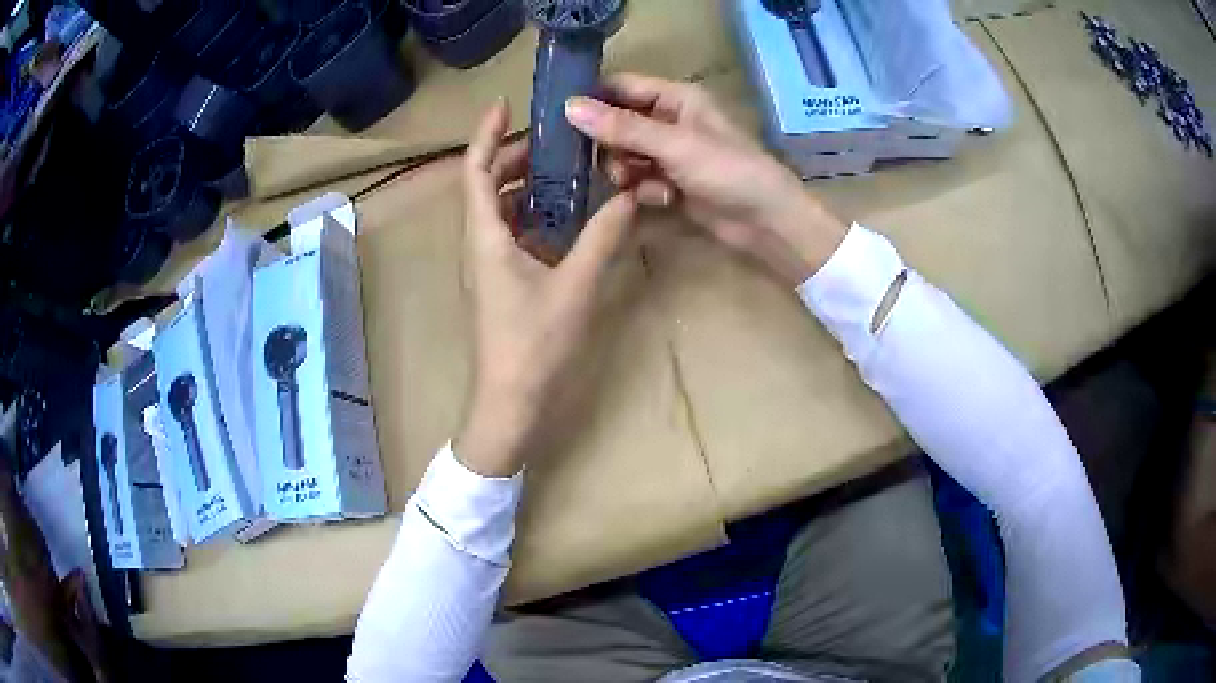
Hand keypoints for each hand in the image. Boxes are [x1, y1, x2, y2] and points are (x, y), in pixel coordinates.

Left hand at [456, 100, 638, 476]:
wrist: (509, 403)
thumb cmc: (534, 345)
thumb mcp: (576, 286)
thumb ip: (604, 237)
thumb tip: (629, 196)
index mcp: (485, 236)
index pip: (474, 170)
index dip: (484, 133)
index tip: (504, 104)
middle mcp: (478, 244)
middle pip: (485, 185)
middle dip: (512, 156)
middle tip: (553, 141)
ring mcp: (486, 265)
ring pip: (497, 210)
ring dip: (523, 186)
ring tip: (562, 170)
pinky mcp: (499, 282)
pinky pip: (509, 234)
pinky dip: (531, 215)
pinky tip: (564, 216)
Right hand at [565, 73, 848, 286]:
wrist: (766, 221)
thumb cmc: (729, 171)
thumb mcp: (674, 144)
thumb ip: (622, 127)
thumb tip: (569, 107)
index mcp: (675, 98)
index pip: (621, 87)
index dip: (592, 98)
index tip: (561, 119)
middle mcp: (669, 121)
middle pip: (616, 124)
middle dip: (610, 146)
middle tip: (610, 162)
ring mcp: (668, 154)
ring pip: (623, 156)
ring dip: (627, 172)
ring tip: (641, 185)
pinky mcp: (669, 183)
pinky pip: (638, 180)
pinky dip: (643, 191)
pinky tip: (662, 200)